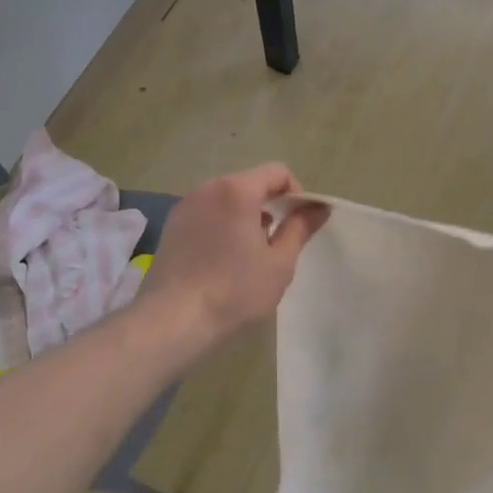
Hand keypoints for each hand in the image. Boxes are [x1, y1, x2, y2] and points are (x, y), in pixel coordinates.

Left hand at [138, 163, 326, 354]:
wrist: (174, 320)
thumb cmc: (235, 290)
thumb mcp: (279, 262)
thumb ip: (301, 228)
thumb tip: (320, 207)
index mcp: (237, 190)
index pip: (277, 172)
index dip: (296, 193)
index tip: (299, 225)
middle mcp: (208, 188)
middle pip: (250, 183)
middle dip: (270, 205)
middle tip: (277, 243)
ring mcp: (185, 206)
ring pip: (227, 199)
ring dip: (245, 216)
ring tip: (249, 254)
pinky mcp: (171, 226)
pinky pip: (207, 213)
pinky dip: (222, 225)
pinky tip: (222, 260)